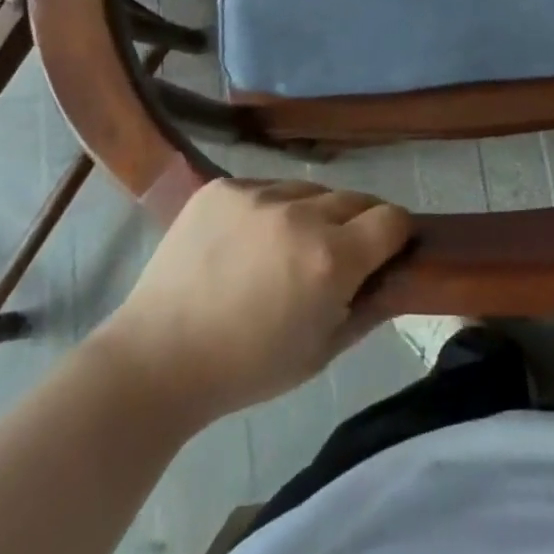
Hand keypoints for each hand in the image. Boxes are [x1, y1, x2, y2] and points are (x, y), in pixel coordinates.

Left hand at [100, 179, 412, 423]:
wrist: (158, 357)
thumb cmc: (247, 367)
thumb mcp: (322, 352)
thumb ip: (369, 308)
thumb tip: (395, 276)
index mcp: (330, 259)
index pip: (392, 218)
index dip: (395, 236)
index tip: (384, 252)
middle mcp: (300, 214)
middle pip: (355, 198)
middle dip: (357, 224)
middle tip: (334, 255)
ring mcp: (257, 194)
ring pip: (309, 189)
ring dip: (311, 213)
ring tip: (283, 247)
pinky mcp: (222, 186)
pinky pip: (265, 187)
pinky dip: (268, 208)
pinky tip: (245, 241)